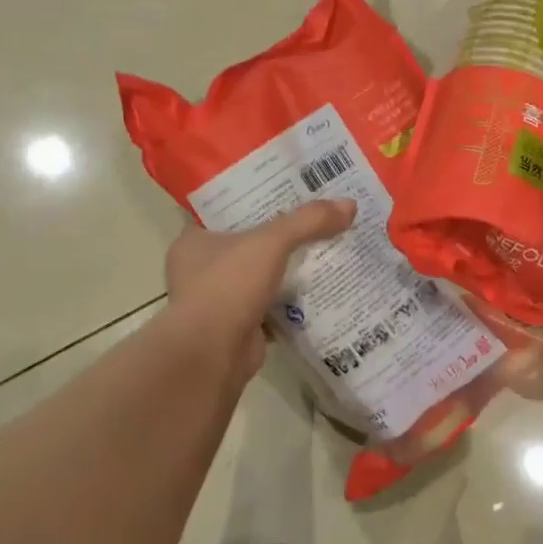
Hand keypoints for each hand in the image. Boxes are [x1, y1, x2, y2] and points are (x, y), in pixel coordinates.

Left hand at [163, 200, 357, 371]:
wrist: (212, 354)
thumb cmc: (228, 286)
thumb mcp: (270, 243)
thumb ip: (308, 221)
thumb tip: (349, 204)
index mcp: (193, 241)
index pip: (224, 209)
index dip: (254, 198)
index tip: (285, 189)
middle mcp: (200, 268)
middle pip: (246, 242)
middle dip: (278, 234)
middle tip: (314, 217)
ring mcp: (217, 300)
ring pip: (259, 275)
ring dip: (286, 268)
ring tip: (324, 248)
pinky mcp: (237, 326)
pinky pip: (269, 305)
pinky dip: (290, 301)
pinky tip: (318, 288)